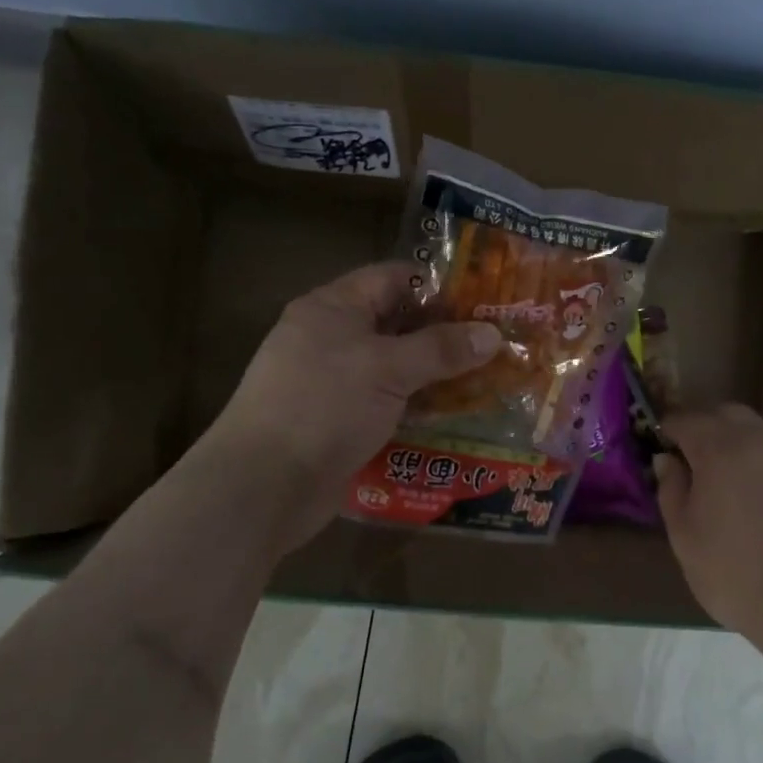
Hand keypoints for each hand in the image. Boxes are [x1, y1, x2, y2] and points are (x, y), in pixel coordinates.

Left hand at [202, 263, 501, 552]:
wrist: (265, 483)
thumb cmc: (324, 406)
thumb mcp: (388, 368)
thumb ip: (441, 349)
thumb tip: (494, 334)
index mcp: (333, 308)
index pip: (393, 279)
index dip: (439, 288)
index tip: (484, 305)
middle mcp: (331, 339)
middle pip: (397, 326)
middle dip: (445, 337)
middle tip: (497, 348)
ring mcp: (334, 385)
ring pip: (395, 371)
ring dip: (435, 378)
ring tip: (487, 385)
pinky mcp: (339, 424)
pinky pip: (386, 406)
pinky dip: (416, 410)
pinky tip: (453, 420)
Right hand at [655, 405, 762, 649]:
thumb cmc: (739, 577)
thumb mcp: (686, 540)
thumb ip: (672, 491)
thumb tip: (667, 461)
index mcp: (722, 450)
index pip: (687, 420)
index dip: (670, 429)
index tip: (663, 445)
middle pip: (730, 415)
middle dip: (709, 429)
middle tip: (699, 461)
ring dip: (747, 445)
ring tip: (741, 483)